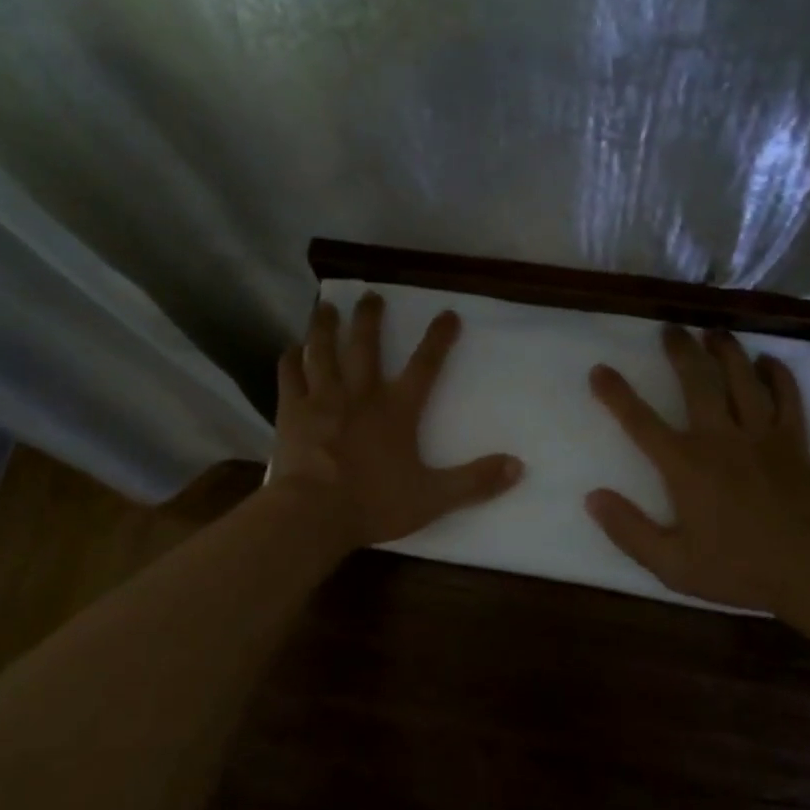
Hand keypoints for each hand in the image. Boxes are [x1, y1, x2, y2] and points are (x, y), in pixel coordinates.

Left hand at [269, 293, 524, 550]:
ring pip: (323, 351)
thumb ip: (475, 481)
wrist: (313, 514)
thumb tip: (519, 466)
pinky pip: (290, 375)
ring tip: (325, 307)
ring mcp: (322, 399)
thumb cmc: (374, 503)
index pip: (425, 365)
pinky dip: (291, 359)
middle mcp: (360, 393)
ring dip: (325, 326)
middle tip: (370, 295)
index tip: (448, 314)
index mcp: (397, 409)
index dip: (439, 338)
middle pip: (365, 345)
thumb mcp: (433, 497)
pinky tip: (291, 349)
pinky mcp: (293, 411)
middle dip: (370, 317)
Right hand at [585, 326, 809, 610]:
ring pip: (742, 379)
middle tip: (670, 329)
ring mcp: (760, 435)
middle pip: (697, 381)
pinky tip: (767, 361)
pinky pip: (787, 397)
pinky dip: (777, 375)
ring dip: (726, 351)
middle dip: (680, 351)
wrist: (808, 572)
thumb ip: (628, 530)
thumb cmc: (735, 568)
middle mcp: (719, 438)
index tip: (600, 370)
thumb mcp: (670, 564)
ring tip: (713, 332)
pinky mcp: (792, 441)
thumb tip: (593, 497)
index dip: (616, 393)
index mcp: (685, 465)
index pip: (641, 421)